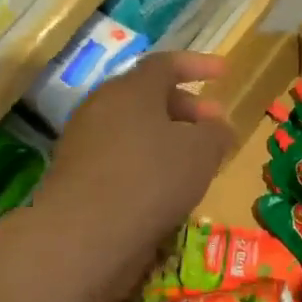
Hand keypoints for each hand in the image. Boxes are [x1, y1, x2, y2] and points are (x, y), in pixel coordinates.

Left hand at [40, 51, 234, 301]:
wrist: (83, 236)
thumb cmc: (151, 179)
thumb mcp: (202, 151)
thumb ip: (216, 132)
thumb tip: (216, 126)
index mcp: (131, 89)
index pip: (166, 64)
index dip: (198, 65)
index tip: (224, 73)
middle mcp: (102, 106)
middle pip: (148, 96)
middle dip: (187, 107)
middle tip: (214, 124)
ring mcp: (83, 141)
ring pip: (134, 128)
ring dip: (167, 137)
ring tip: (195, 160)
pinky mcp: (76, 175)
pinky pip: (120, 156)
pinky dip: (147, 162)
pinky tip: (166, 187)